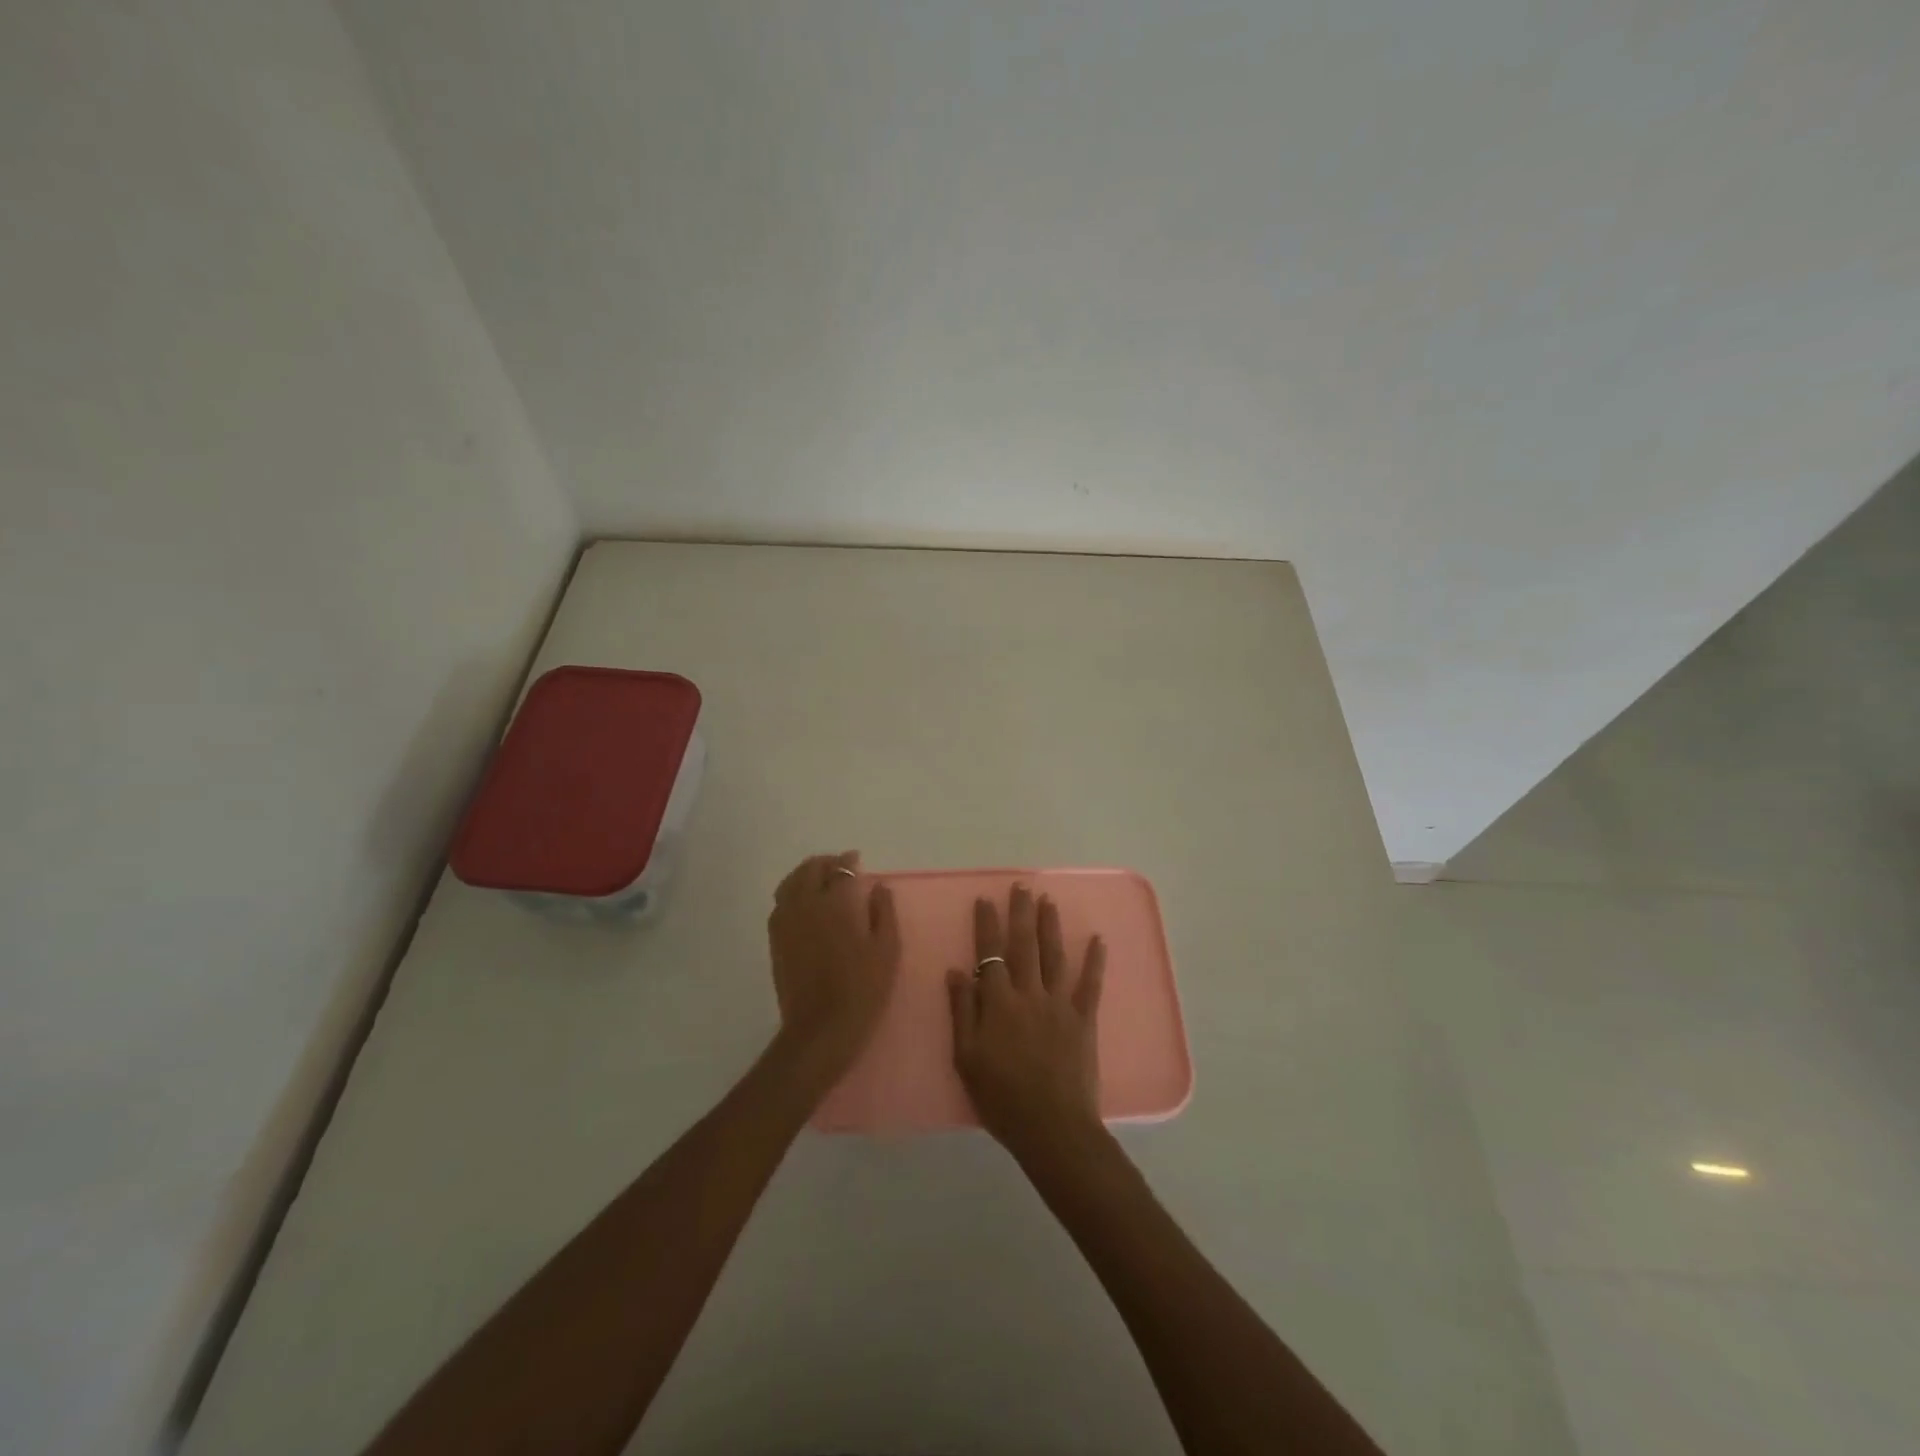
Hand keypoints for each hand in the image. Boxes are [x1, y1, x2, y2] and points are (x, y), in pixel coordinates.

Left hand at [767, 852, 900, 1073]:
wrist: (821, 1028)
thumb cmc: (862, 988)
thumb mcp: (887, 949)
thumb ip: (883, 912)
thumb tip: (878, 886)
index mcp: (835, 904)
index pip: (841, 870)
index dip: (849, 862)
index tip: (857, 860)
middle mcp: (806, 904)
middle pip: (810, 870)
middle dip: (826, 863)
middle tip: (840, 867)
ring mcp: (786, 922)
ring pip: (790, 883)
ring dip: (806, 874)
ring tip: (820, 880)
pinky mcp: (775, 940)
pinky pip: (780, 903)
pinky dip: (792, 892)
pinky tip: (804, 904)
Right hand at [947, 884, 1106, 1161]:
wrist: (1051, 1127)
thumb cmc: (1001, 1097)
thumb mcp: (966, 1058)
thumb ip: (962, 1011)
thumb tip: (956, 971)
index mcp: (998, 1003)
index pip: (990, 954)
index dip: (987, 925)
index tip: (986, 900)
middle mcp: (1029, 994)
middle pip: (1024, 945)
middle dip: (1021, 913)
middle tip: (1021, 886)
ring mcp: (1060, 1004)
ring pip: (1054, 956)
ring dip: (1050, 926)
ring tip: (1048, 901)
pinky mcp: (1084, 1019)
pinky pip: (1090, 984)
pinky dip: (1095, 961)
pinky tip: (1097, 939)